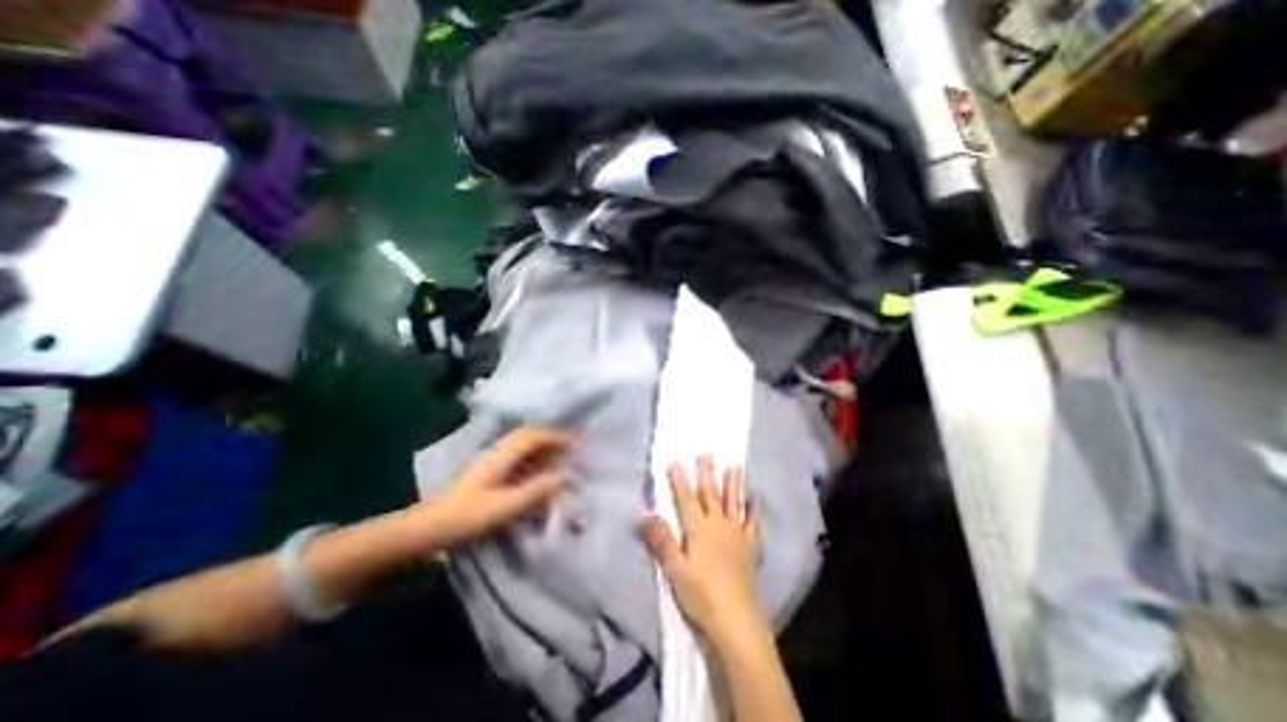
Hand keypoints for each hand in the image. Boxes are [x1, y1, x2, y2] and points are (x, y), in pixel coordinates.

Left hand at [416, 429, 569, 546]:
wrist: (426, 530)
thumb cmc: (465, 517)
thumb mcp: (504, 505)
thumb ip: (536, 489)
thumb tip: (564, 476)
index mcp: (500, 456)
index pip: (533, 436)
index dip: (556, 436)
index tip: (575, 443)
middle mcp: (496, 453)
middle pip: (528, 439)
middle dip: (551, 442)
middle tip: (571, 452)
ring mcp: (490, 463)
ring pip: (523, 450)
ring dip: (543, 454)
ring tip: (560, 465)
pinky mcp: (487, 475)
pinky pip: (516, 463)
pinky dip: (532, 466)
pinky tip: (539, 480)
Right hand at [641, 454, 762, 644]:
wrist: (736, 620)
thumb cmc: (701, 595)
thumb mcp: (675, 569)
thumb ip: (662, 540)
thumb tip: (646, 514)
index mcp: (698, 529)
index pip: (685, 499)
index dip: (679, 480)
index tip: (675, 461)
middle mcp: (718, 525)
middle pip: (710, 494)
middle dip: (706, 474)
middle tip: (706, 454)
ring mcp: (737, 534)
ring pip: (733, 502)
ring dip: (733, 484)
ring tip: (735, 466)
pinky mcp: (751, 546)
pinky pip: (753, 522)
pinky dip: (754, 509)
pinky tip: (756, 497)